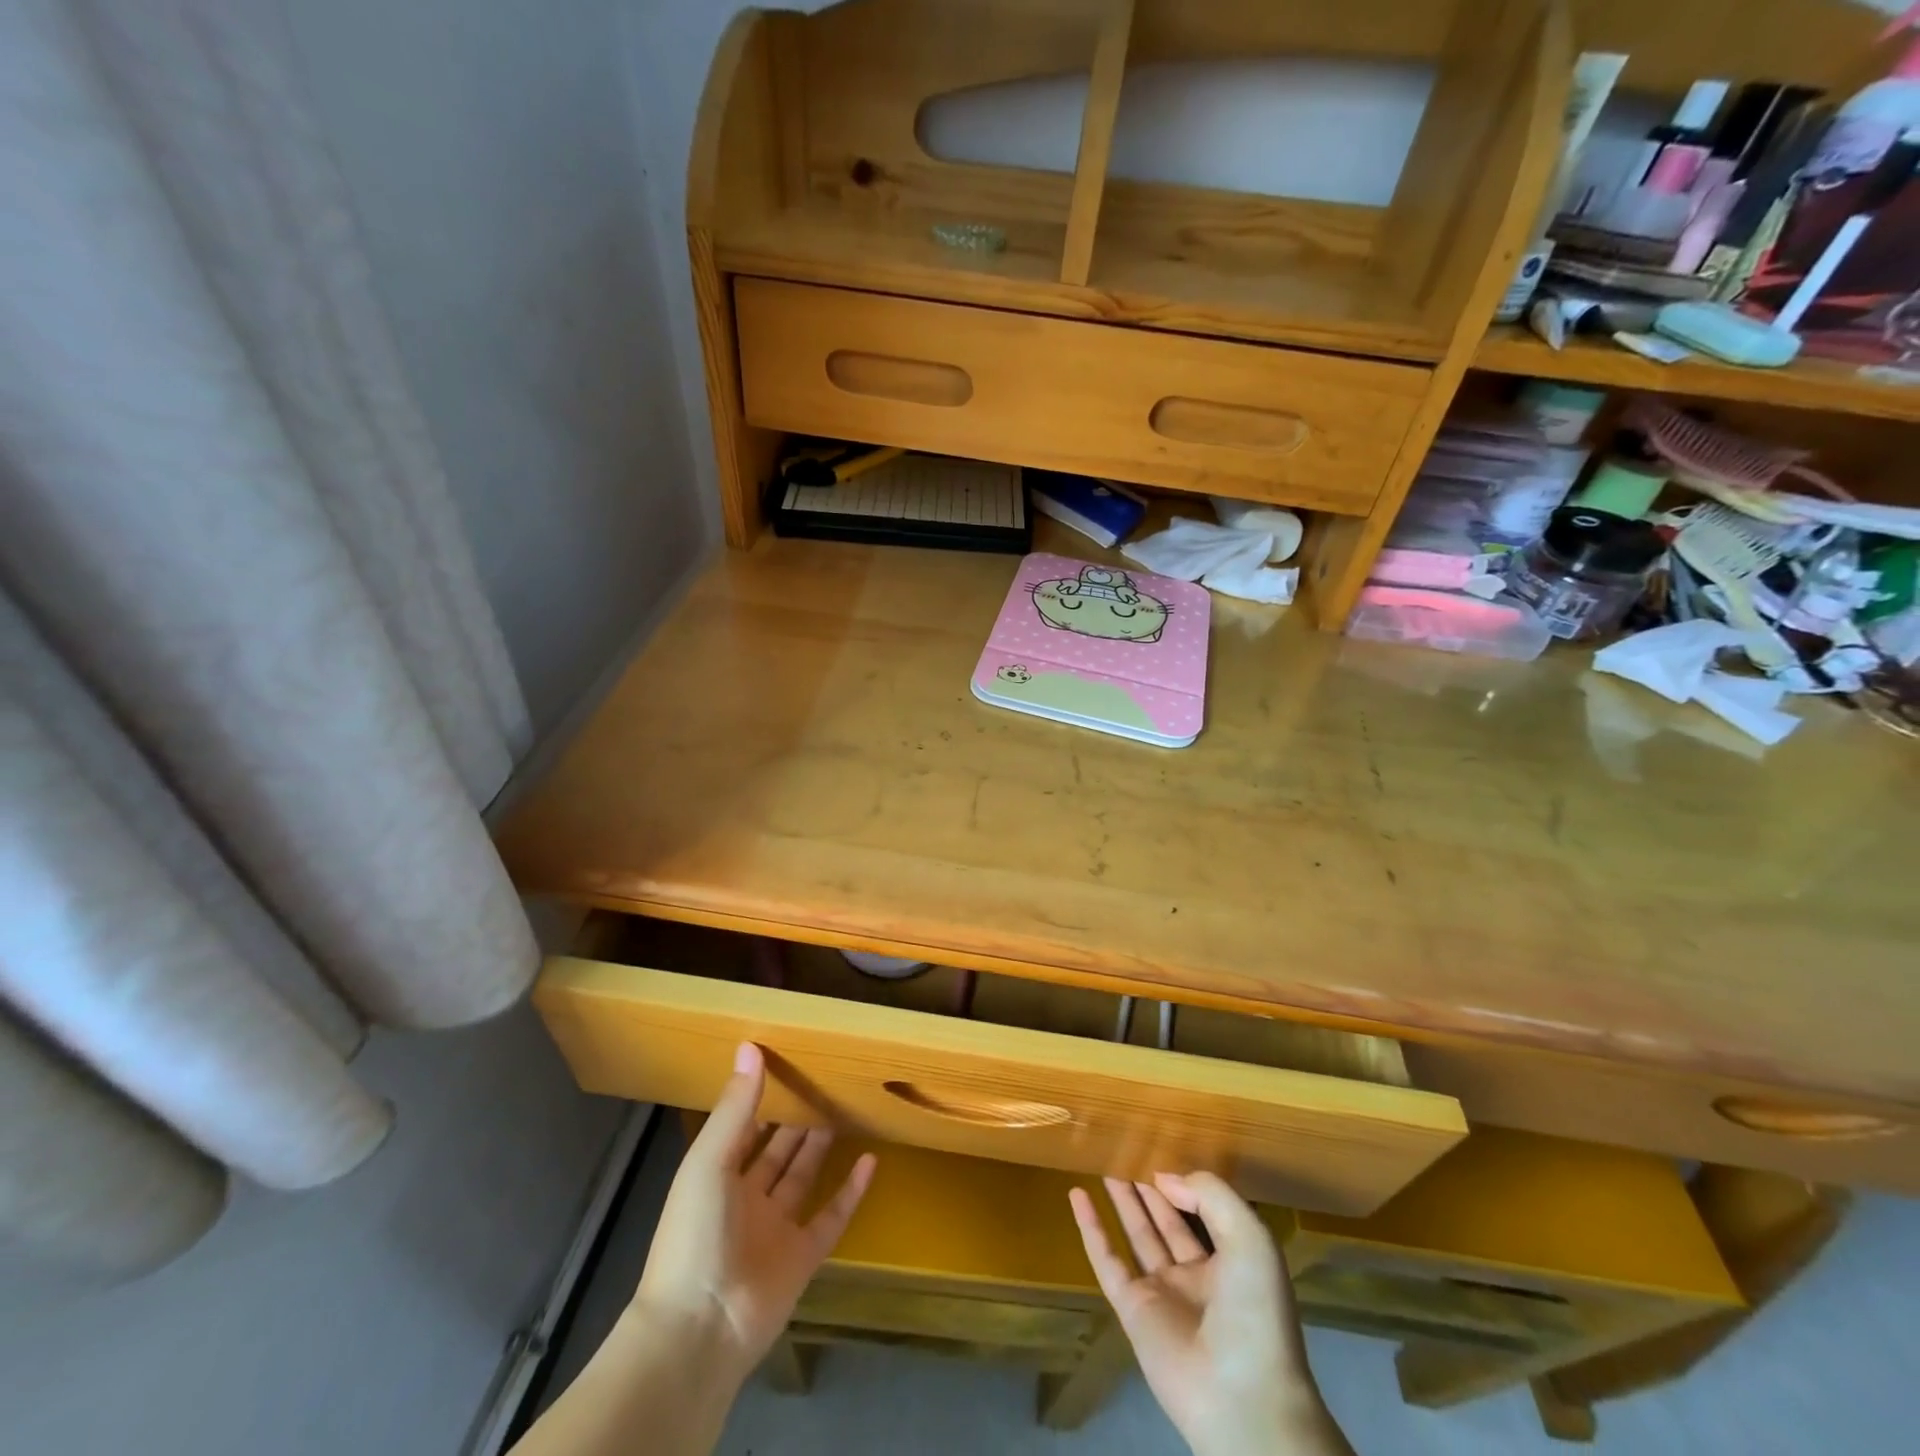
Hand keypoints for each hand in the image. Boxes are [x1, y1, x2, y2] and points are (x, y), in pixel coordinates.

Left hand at [633, 1043, 876, 1379]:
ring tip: (846, 1107)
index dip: (762, 1096)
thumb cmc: (695, 1233)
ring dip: (821, 1145)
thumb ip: (735, 1106)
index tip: (788, 1061)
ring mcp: (776, 1228)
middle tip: (825, 1079)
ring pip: (803, 1176)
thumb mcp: (709, 1160)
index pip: (744, 1127)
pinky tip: (870, 1161)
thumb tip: (750, 1046)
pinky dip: (851, 1191)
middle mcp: (746, 1198)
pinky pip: (831, 1216)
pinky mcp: (803, 1256)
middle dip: (796, 1117)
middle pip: (777, 1150)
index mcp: (717, 1176)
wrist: (701, 1328)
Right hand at [1070, 1173, 1350, 1455]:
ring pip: (1136, 1235)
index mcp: (1230, 1263)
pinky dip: (1091, 1228)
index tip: (1162, 1150)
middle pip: (1166, 1221)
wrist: (1243, 1398)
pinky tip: (1077, 1195)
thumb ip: (1209, 1195)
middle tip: (1128, 1150)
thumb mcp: (1250, 1238)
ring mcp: (1162, 1294)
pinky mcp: (1132, 1310)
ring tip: (1105, 1163)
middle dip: (1150, 1187)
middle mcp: (1195, 1277)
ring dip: (1122, 1201)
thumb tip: (1164, 1178)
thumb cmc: (1256, 1312)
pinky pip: (1107, 1260)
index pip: (1203, 1213)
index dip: (1185, 1184)